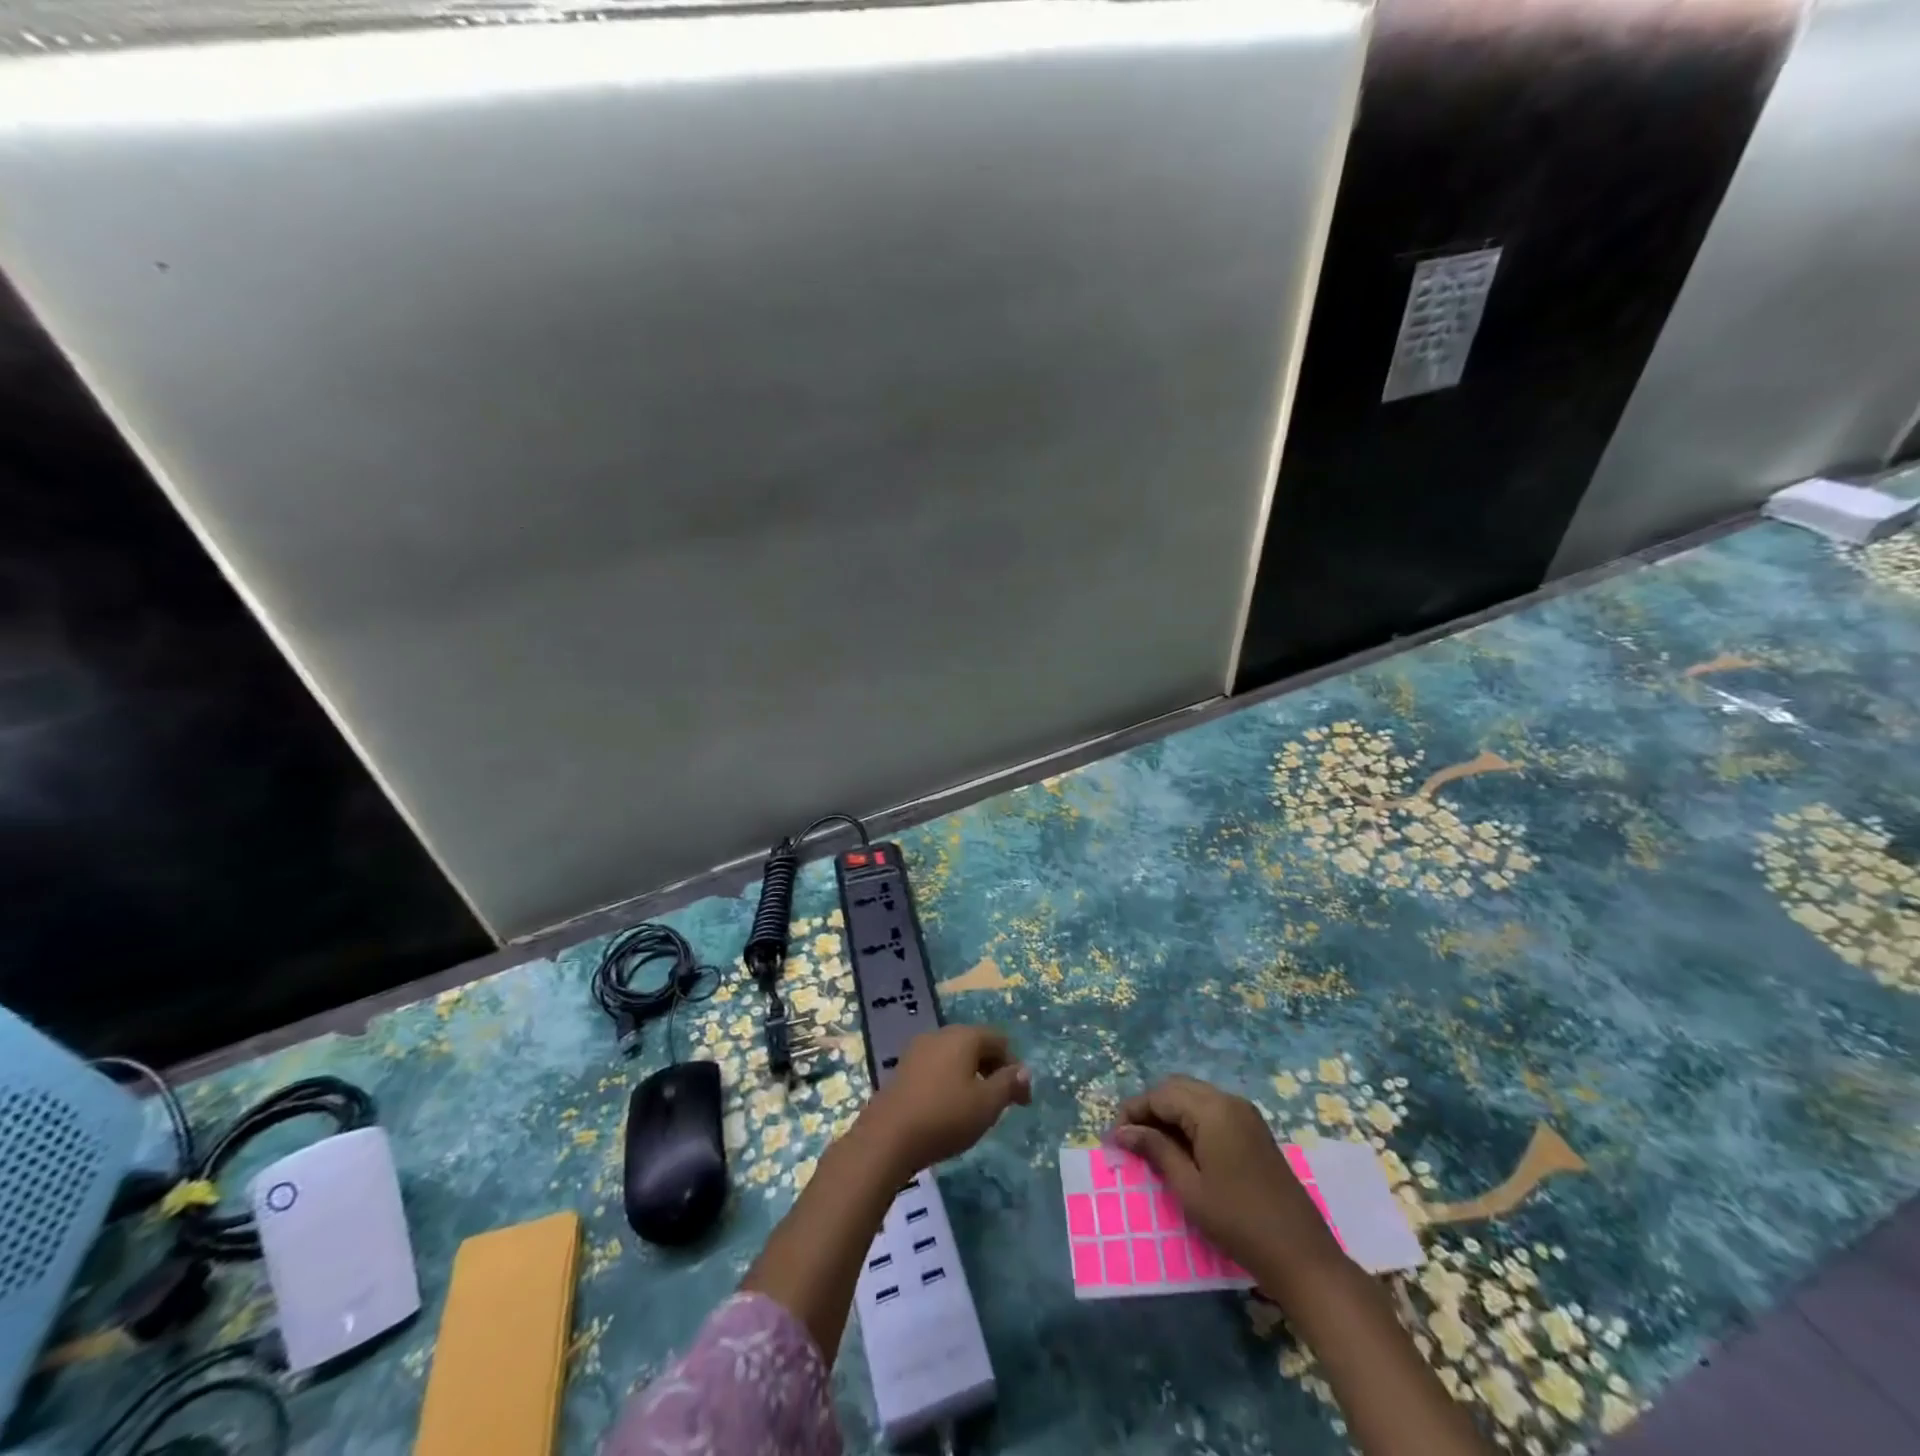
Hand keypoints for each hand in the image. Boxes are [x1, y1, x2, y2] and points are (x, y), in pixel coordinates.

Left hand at [852, 1025, 1031, 1178]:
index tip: (1022, 1102)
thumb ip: (1008, 1084)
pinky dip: (950, 1081)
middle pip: (976, 1044)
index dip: (1015, 1068)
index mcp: (964, 1036)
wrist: (887, 1137)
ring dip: (971, 1076)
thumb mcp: (987, 1104)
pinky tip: (948, 1108)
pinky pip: (937, 1067)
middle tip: (1002, 1104)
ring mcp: (918, 1050)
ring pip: (955, 1056)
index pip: (999, 1040)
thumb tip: (1023, 1070)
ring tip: (976, 1109)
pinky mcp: (903, 1069)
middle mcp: (940, 1034)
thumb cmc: (945, 1116)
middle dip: (993, 1070)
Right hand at [1114, 1075, 1339, 1284]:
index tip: (1114, 1136)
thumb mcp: (1189, 1188)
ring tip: (1151, 1144)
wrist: (1301, 1255)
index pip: (1160, 1095)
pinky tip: (1180, 1147)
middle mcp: (1229, 1101)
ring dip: (1170, 1113)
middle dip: (1150, 1108)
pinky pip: (1212, 1110)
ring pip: (1194, 1097)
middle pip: (1177, 1088)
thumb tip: (1122, 1131)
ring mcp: (1245, 1114)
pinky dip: (1190, 1120)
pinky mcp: (1253, 1130)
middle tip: (1130, 1139)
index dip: (1134, 1111)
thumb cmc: (1238, 1222)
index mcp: (1212, 1110)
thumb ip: (1155, 1150)